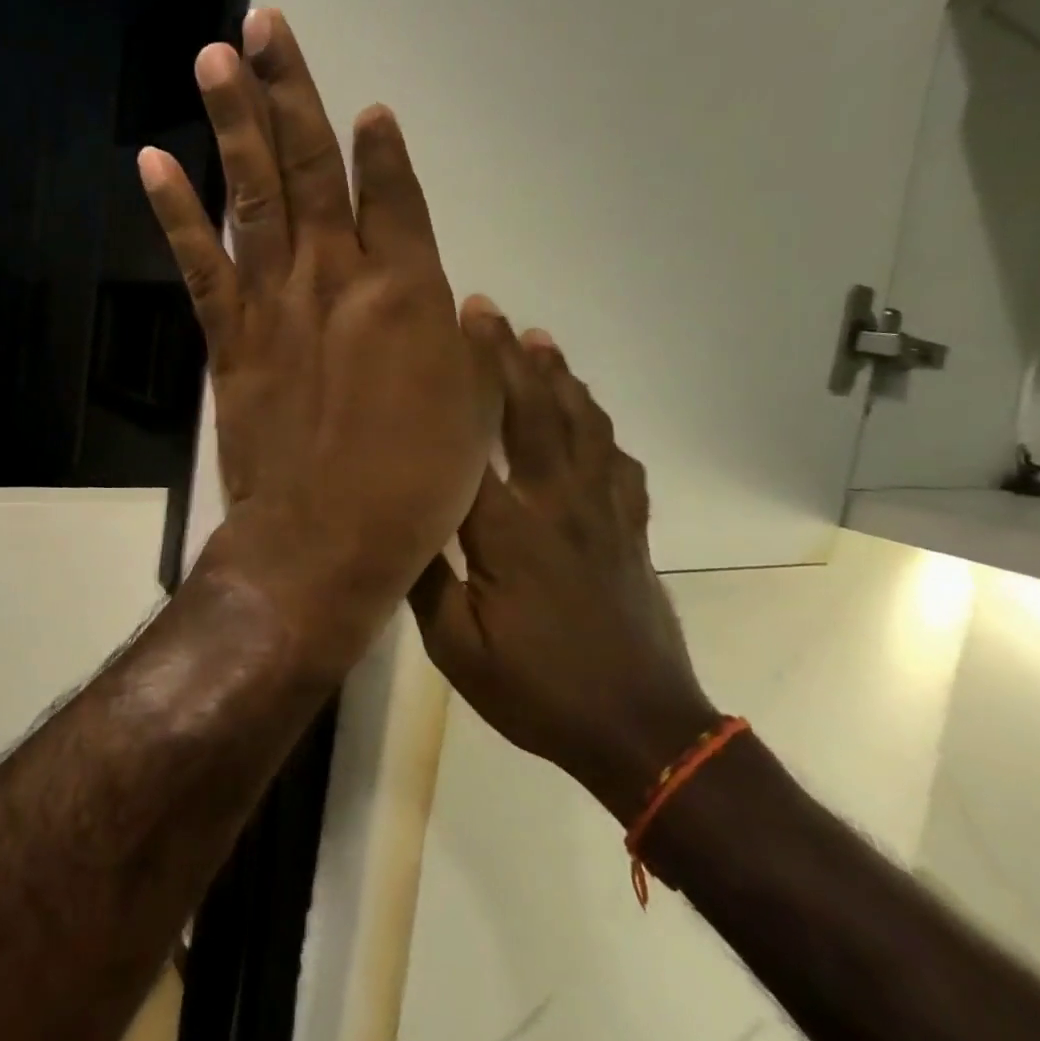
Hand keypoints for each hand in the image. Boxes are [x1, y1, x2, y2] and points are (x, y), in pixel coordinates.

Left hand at [141, 9, 498, 676]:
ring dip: (235, 120)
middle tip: (267, 26)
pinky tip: (154, 160)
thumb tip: (464, 305)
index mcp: (409, 294)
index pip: (395, 196)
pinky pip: (199, 262)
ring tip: (216, 56)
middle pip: (313, 167)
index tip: (368, 108)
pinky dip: (174, 210)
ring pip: (254, 194)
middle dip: (292, 92)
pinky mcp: (228, 338)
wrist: (324, 543)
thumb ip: (467, 350)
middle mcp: (338, 278)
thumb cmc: (414, 489)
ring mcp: (275, 303)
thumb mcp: (472, 414)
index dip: (382, 149)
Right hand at [409, 309, 717, 821]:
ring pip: (583, 426)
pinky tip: (590, 414)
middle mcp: (559, 506)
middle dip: (506, 356)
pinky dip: (602, 428)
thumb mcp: (457, 650)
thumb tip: (396, 522)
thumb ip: (424, 581)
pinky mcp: (630, 531)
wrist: (642, 731)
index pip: (477, 441)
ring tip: (538, 339)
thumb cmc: (539, 692)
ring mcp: (603, 514)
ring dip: (558, 377)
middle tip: (485, 309)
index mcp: (510, 533)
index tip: (441, 339)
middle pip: (534, 414)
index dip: (458, 384)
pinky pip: (619, 463)